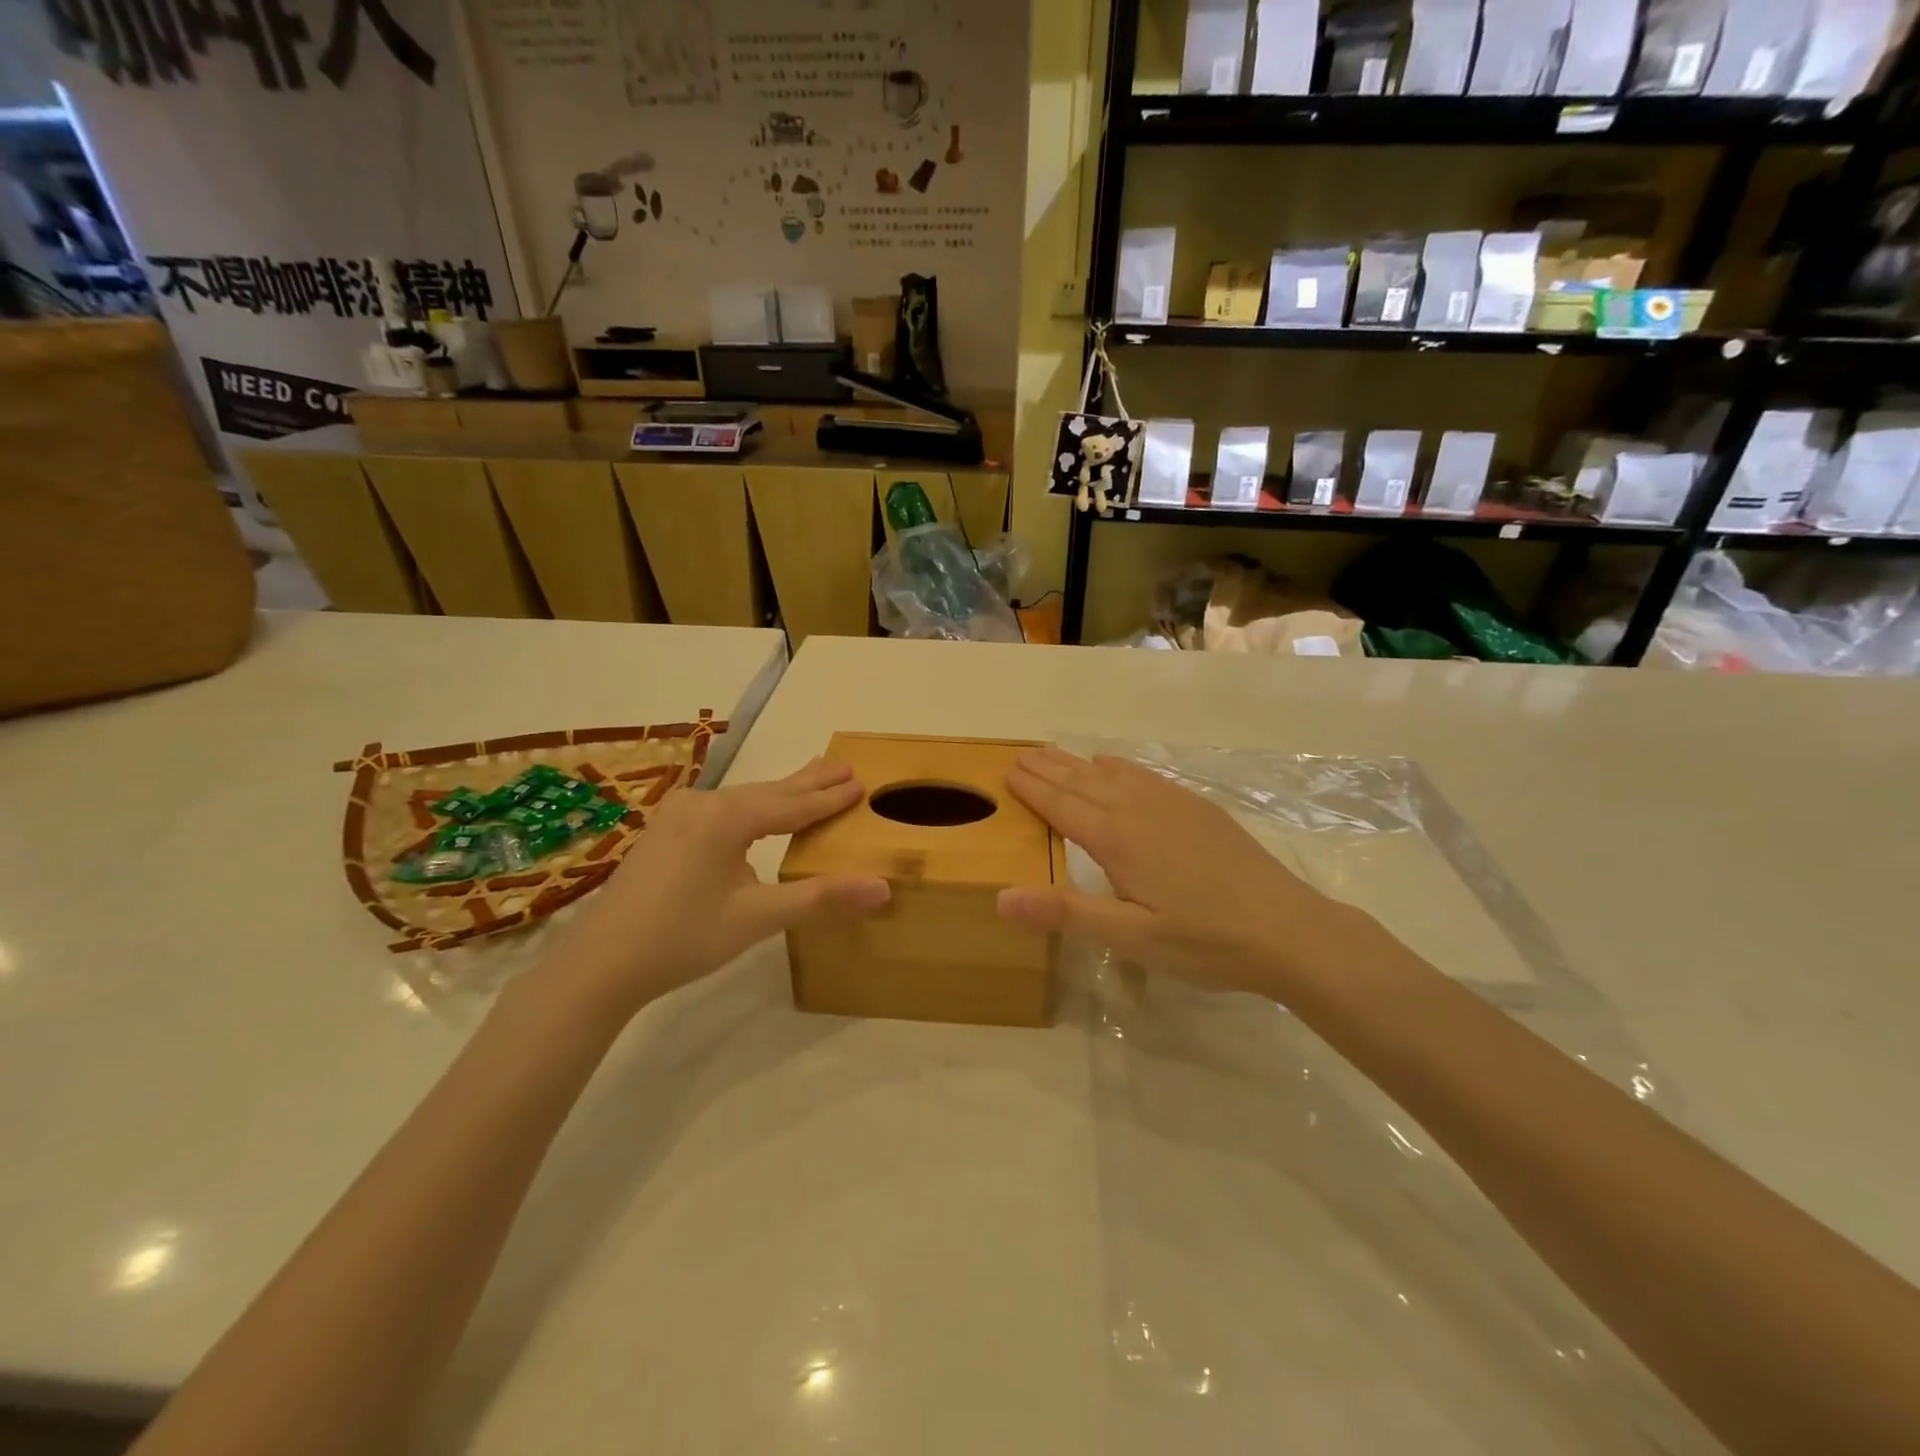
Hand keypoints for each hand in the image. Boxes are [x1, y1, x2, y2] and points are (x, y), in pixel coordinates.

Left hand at [545, 759, 889, 1016]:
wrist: (599, 964)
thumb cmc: (683, 938)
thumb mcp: (757, 918)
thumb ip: (820, 898)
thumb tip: (883, 888)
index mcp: (727, 817)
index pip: (792, 804)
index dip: (829, 797)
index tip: (860, 782)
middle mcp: (703, 803)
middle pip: (768, 791)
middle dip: (808, 781)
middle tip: (843, 764)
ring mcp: (677, 815)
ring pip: (742, 800)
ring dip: (779, 794)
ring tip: (810, 780)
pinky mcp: (663, 832)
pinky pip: (720, 810)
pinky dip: (751, 808)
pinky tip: (754, 812)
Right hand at [995, 747, 1352, 994]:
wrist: (1287, 929)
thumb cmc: (1204, 940)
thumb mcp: (1131, 937)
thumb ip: (1066, 913)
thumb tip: (1000, 897)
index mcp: (1117, 839)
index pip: (1062, 806)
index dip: (1032, 789)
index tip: (1006, 771)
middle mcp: (1139, 810)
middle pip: (1082, 781)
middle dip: (1048, 768)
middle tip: (1019, 754)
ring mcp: (1171, 804)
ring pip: (1112, 773)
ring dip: (1077, 763)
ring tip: (1053, 753)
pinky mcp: (1197, 807)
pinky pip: (1144, 774)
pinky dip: (1118, 765)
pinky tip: (1112, 764)